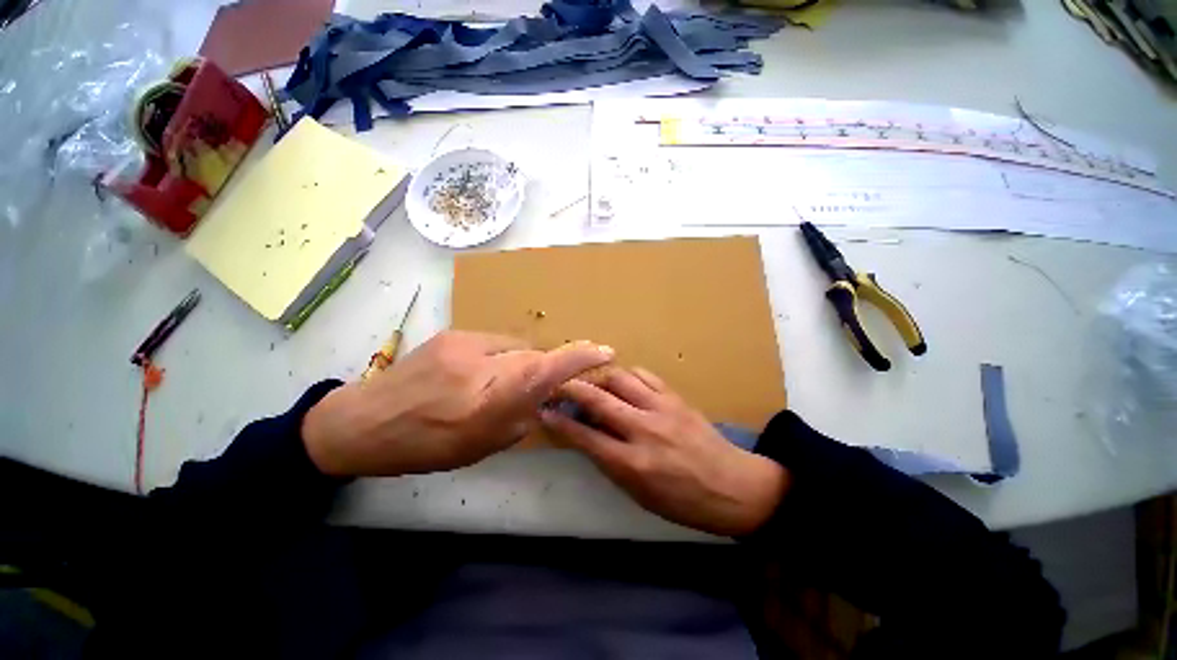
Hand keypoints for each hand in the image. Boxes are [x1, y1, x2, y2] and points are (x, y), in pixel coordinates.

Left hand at [301, 331, 613, 476]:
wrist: (365, 422)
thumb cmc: (426, 446)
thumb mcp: (483, 444)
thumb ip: (522, 415)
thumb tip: (545, 395)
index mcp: (488, 401)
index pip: (545, 369)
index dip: (578, 358)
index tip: (604, 351)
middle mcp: (481, 364)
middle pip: (534, 356)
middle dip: (542, 369)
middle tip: (533, 388)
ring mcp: (465, 342)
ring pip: (515, 347)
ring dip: (517, 363)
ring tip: (495, 383)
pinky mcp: (454, 333)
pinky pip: (495, 342)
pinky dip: (498, 356)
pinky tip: (475, 372)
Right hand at [541, 367, 788, 536]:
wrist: (733, 487)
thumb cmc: (682, 502)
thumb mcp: (639, 494)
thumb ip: (611, 462)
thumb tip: (588, 436)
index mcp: (632, 464)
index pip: (585, 437)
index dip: (560, 422)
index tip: (544, 410)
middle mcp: (644, 430)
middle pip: (599, 400)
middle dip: (572, 388)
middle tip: (558, 383)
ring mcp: (662, 409)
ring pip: (620, 379)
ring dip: (600, 378)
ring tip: (593, 382)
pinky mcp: (676, 398)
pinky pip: (645, 376)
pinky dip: (628, 375)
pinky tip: (623, 381)